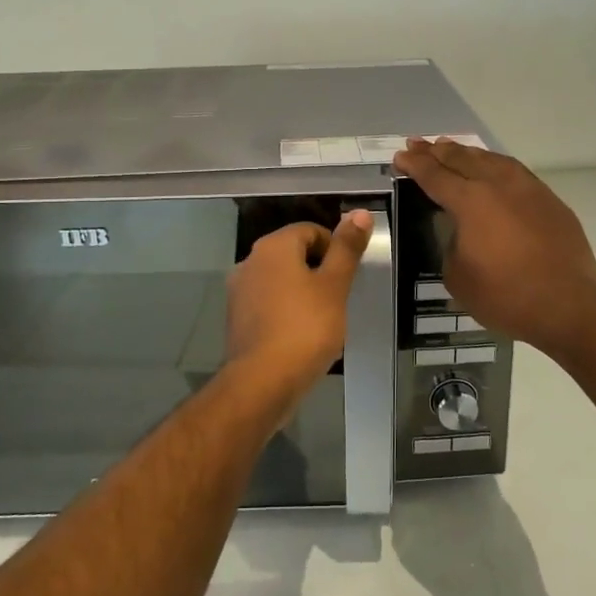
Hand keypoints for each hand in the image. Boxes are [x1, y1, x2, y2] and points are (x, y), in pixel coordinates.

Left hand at [224, 211, 373, 404]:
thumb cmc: (305, 328)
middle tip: (339, 297)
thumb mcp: (335, 286)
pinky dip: (285, 311)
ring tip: (323, 318)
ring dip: (301, 291)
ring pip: (279, 280)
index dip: (334, 248)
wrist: (262, 382)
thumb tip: (359, 212)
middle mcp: (249, 261)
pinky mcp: (237, 319)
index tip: (347, 275)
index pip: (310, 230)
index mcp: (273, 247)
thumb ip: (346, 249)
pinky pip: (267, 304)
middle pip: (292, 253)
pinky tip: (301, 335)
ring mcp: (239, 291)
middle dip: (318, 270)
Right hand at [393, 138, 595, 351]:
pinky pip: (516, 172)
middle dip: (436, 151)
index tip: (401, 156)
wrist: (567, 306)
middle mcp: (498, 185)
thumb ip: (452, 246)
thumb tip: (462, 234)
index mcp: (470, 202)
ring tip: (452, 148)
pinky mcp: (550, 201)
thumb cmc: (505, 296)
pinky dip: (496, 165)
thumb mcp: (458, 277)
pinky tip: (493, 167)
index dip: (415, 165)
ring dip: (467, 153)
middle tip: (418, 144)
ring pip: (492, 160)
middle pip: (462, 160)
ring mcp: (529, 190)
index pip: (435, 176)